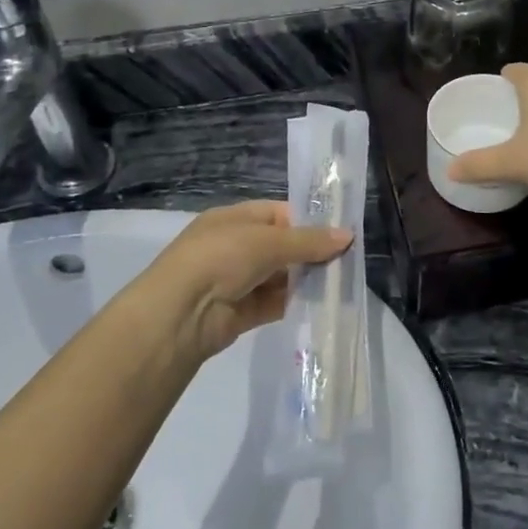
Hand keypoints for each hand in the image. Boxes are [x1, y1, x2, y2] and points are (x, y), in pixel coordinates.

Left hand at [147, 201, 351, 358]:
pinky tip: (322, 305)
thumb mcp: (267, 241)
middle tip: (348, 261)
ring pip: (281, 276)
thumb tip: (348, 235)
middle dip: (311, 253)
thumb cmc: (220, 258)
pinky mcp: (241, 312)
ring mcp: (237, 280)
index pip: (278, 214)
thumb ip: (308, 241)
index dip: (309, 221)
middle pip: (282, 246)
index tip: (341, 232)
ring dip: (306, 280)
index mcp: (234, 219)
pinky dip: (295, 303)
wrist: (179, 314)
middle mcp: (235, 247)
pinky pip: (275, 303)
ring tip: (342, 283)